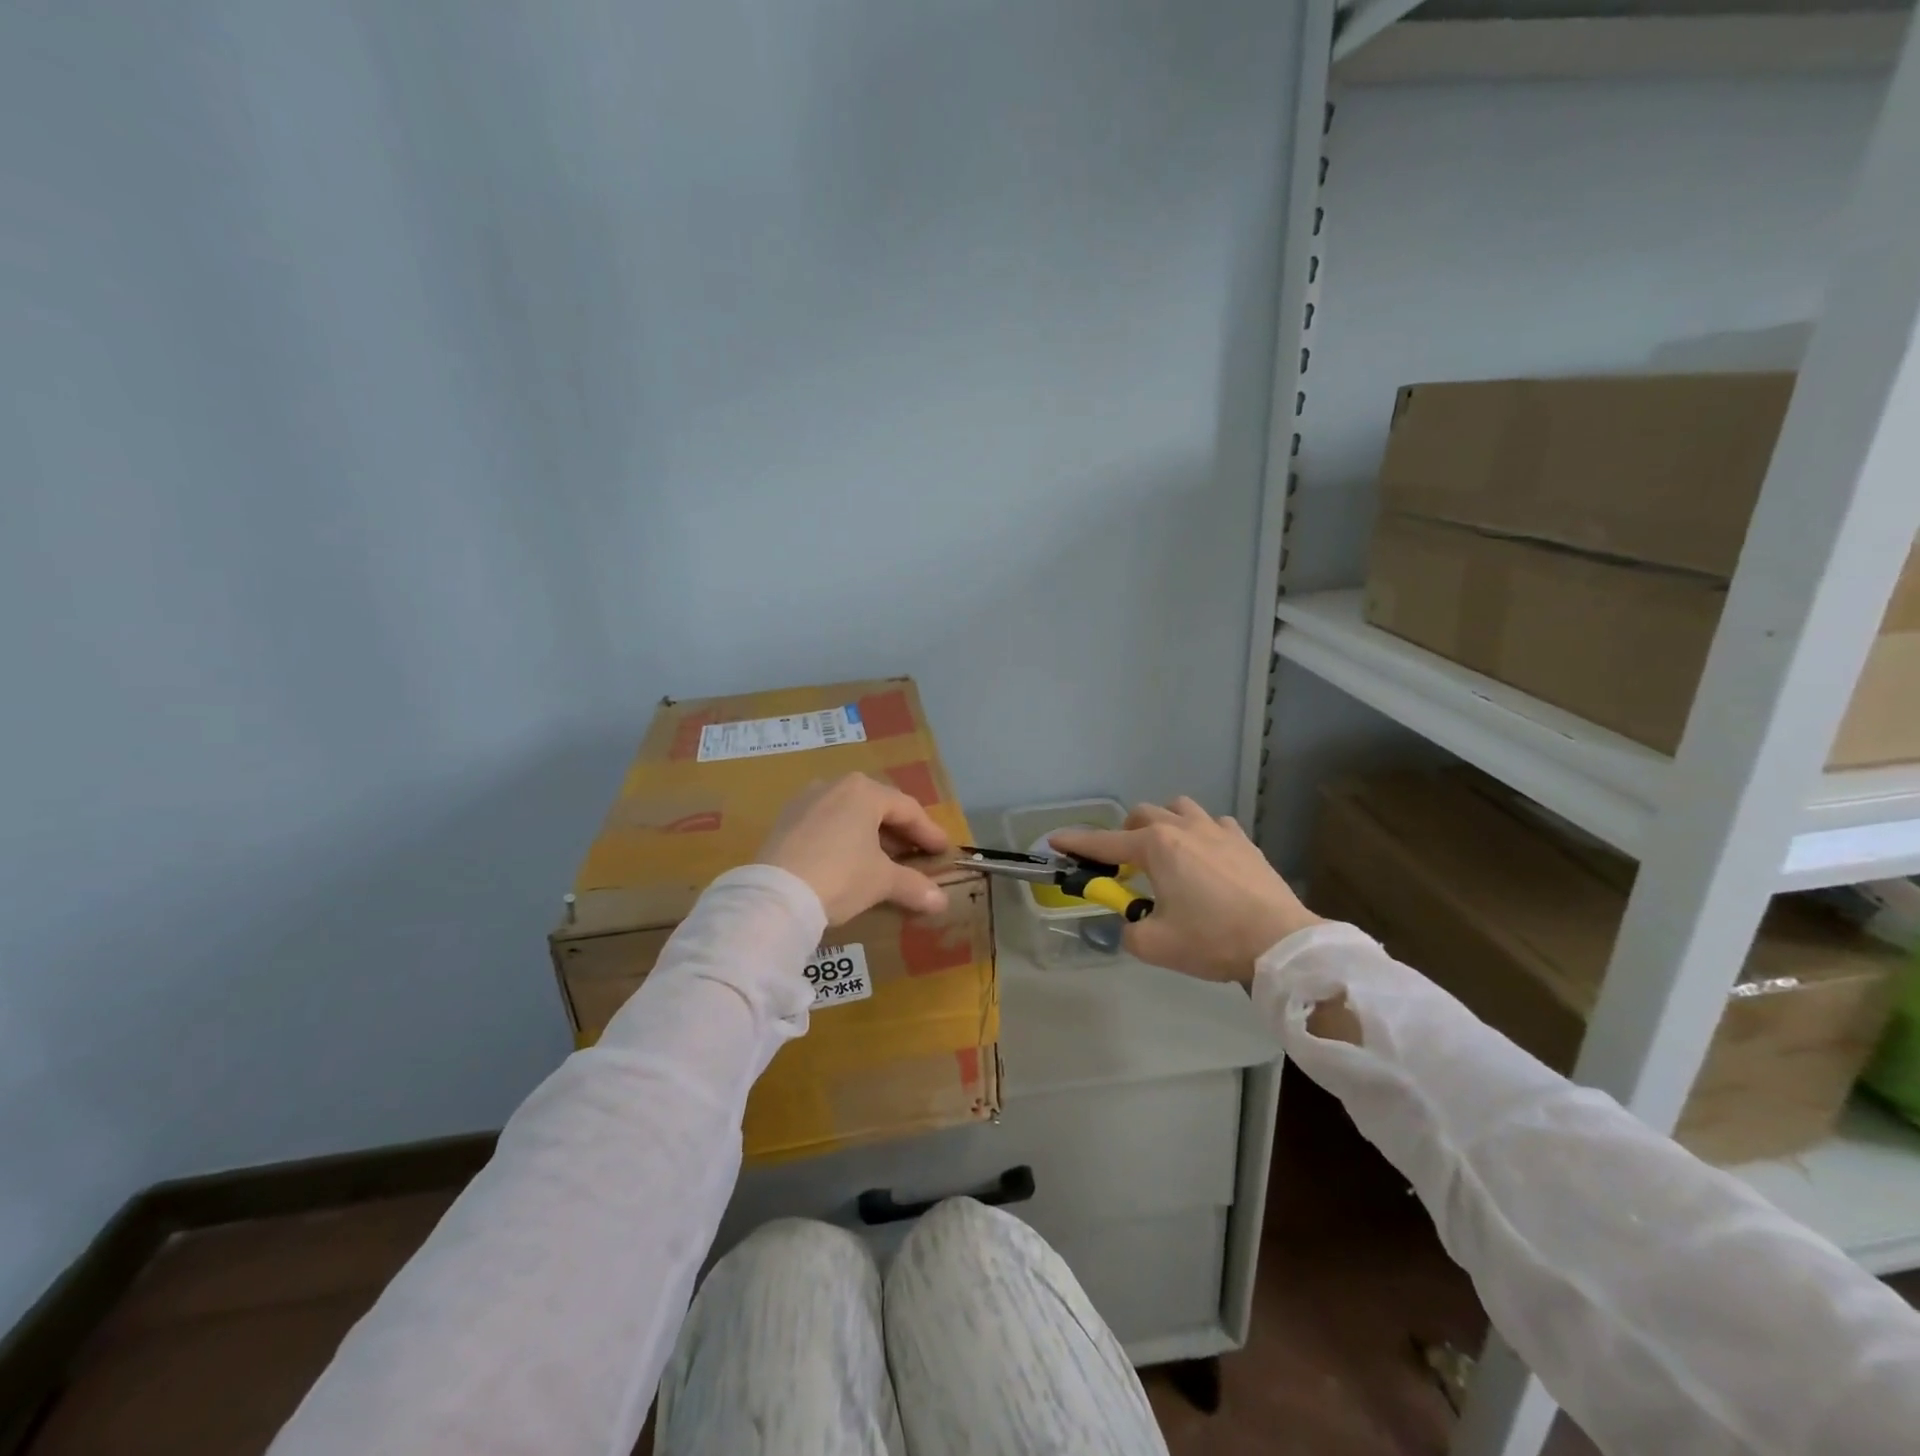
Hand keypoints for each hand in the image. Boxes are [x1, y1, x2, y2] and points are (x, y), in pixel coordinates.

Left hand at [759, 774, 950, 923]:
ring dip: (871, 835)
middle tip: (916, 853)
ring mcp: (806, 801)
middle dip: (899, 832)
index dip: (928, 832)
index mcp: (864, 791)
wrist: (774, 895)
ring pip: (849, 814)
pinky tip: (849, 861)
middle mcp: (835, 786)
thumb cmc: (840, 876)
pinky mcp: (785, 821)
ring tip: (884, 859)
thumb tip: (941, 901)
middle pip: (877, 807)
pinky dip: (844, 839)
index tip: (943, 851)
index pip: (907, 809)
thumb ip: (913, 886)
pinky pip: (825, 824)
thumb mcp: (881, 881)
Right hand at [1050, 798, 1318, 983]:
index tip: (1055, 840)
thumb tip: (1131, 923)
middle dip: (1125, 834)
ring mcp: (1217, 830)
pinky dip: (1200, 834)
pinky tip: (1205, 857)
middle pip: (1142, 815)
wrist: (1280, 942)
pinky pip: (1213, 824)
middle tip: (1125, 864)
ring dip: (1163, 824)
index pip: (1104, 842)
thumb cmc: (1212, 940)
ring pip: (1178, 808)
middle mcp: (1183, 828)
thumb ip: (1128, 930)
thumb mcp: (1155, 945)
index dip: (1076, 842)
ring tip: (1165, 853)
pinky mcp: (1244, 841)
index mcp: (1156, 848)